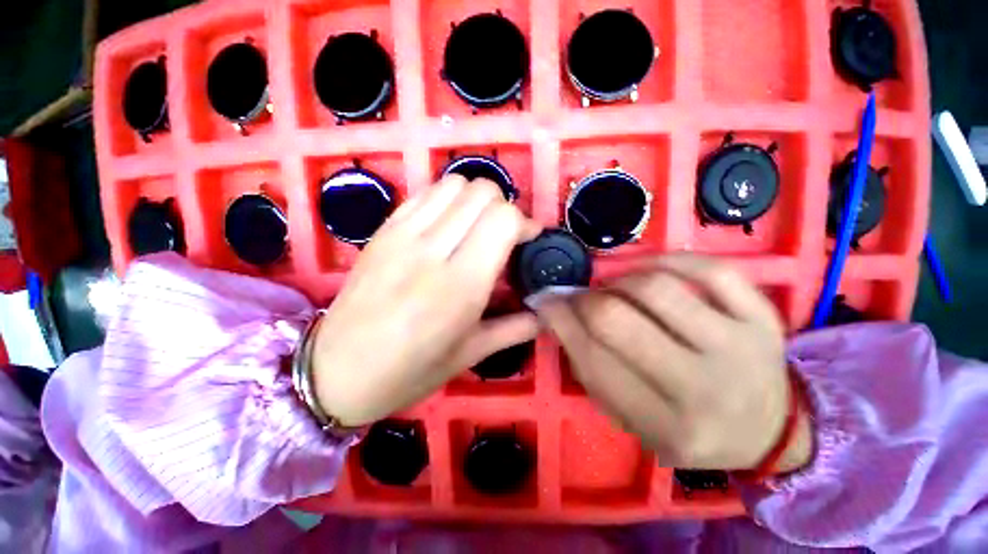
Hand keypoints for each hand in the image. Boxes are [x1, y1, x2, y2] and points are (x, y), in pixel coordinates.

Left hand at [311, 176, 541, 426]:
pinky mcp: (383, 230)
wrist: (335, 371)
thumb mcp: (468, 356)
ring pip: (454, 184)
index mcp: (460, 286)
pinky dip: (446, 200)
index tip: (528, 240)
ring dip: (475, 200)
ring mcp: (402, 235)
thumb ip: (513, 329)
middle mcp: (432, 250)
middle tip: (504, 235)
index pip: (503, 219)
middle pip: (482, 192)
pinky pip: (424, 194)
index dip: (524, 223)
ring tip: (477, 227)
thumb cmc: (409, 372)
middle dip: (504, 207)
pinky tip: (447, 225)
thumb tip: (544, 313)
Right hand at [535, 254, 811, 471]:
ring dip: (618, 281)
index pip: (592, 358)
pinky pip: (709, 269)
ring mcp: (740, 346)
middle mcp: (702, 387)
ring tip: (613, 288)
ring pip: (655, 288)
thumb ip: (589, 369)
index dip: (558, 320)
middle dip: (582, 300)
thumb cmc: (688, 428)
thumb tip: (556, 314)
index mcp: (666, 425)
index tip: (545, 302)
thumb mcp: (630, 419)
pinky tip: (649, 269)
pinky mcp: (763, 316)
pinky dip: (667, 260)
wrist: (766, 429)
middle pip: (616, 319)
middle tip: (577, 297)